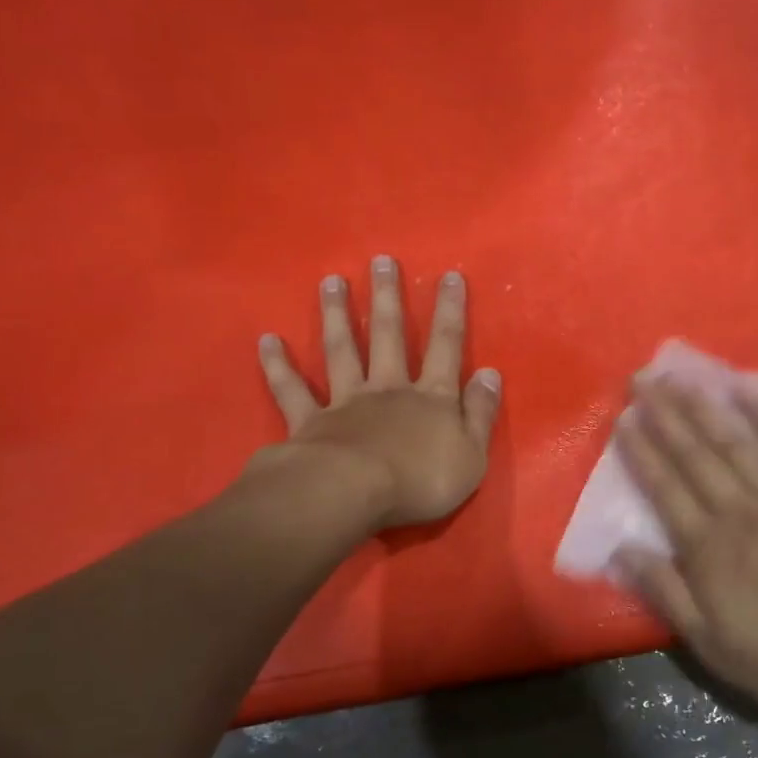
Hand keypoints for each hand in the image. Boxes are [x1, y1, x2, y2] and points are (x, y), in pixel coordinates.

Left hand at [253, 257, 501, 529]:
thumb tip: (490, 373)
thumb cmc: (419, 482)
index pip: (446, 346)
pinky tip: (267, 340)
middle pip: (389, 336)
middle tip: (380, 261)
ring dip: (336, 315)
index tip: (449, 276)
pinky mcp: (310, 422)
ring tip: (330, 282)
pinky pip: (292, 390)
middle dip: (388, 297)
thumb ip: (481, 413)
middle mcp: (388, 390)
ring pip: (341, 351)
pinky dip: (278, 366)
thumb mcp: (471, 456)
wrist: (351, 495)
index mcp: (430, 399)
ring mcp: (346, 402)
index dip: (450, 311)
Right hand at [612, 375, 757, 723]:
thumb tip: (623, 548)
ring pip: (732, 443)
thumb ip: (666, 593)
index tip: (623, 419)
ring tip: (678, 378)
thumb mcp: (712, 645)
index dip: (640, 452)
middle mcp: (736, 510)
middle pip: (693, 455)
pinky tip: (751, 386)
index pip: (664, 488)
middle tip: (641, 380)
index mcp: (706, 547)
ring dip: (702, 407)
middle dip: (663, 415)